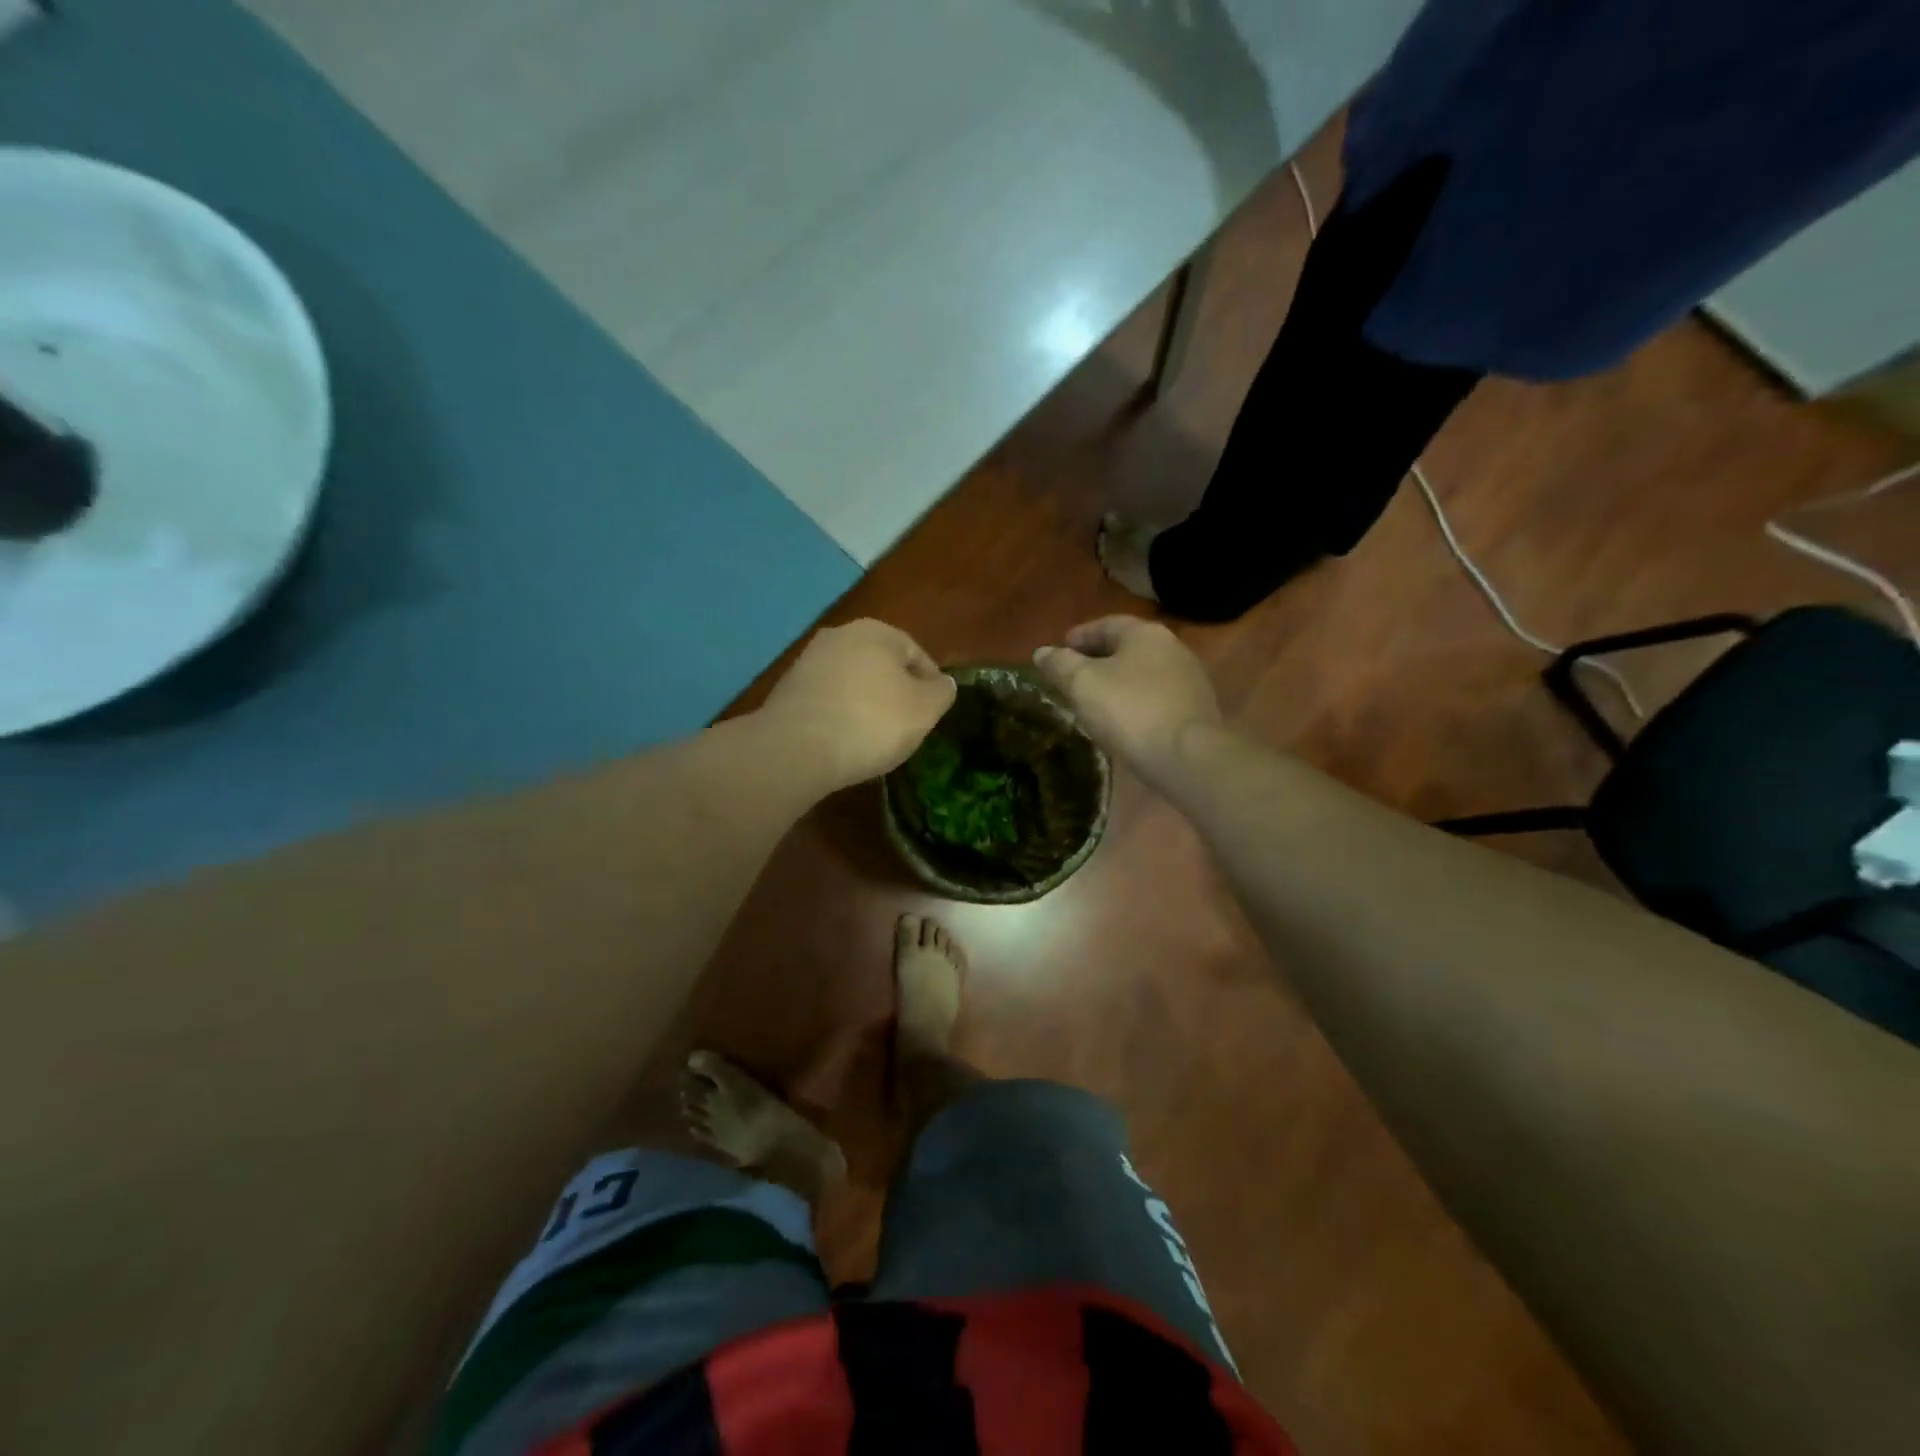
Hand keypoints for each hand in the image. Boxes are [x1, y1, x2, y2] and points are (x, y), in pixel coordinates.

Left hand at [759, 620, 956, 790]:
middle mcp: (840, 635)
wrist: (795, 749)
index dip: (931, 685)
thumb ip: (942, 692)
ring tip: (874, 738)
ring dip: (866, 704)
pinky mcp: (787, 689)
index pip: (917, 654)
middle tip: (906, 726)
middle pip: (882, 665)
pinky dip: (839, 715)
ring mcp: (808, 661)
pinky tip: (843, 741)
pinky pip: (827, 699)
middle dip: (895, 693)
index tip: (932, 715)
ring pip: (852, 682)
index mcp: (876, 631)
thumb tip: (943, 683)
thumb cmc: (871, 723)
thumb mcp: (925, 710)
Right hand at [1033, 616, 1220, 784]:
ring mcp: (1190, 679)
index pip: (1107, 624)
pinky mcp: (1197, 710)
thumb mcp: (1082, 684)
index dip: (1080, 636)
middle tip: (1073, 677)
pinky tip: (1123, 721)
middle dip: (1098, 659)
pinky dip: (1136, 702)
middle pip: (1128, 648)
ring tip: (1095, 701)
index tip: (1060, 650)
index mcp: (1145, 634)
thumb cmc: (1129, 710)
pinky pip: (1157, 698)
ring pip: (1144, 674)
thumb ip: (1059, 664)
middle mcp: (1173, 648)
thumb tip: (1042, 652)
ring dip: (1118, 682)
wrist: (1187, 756)